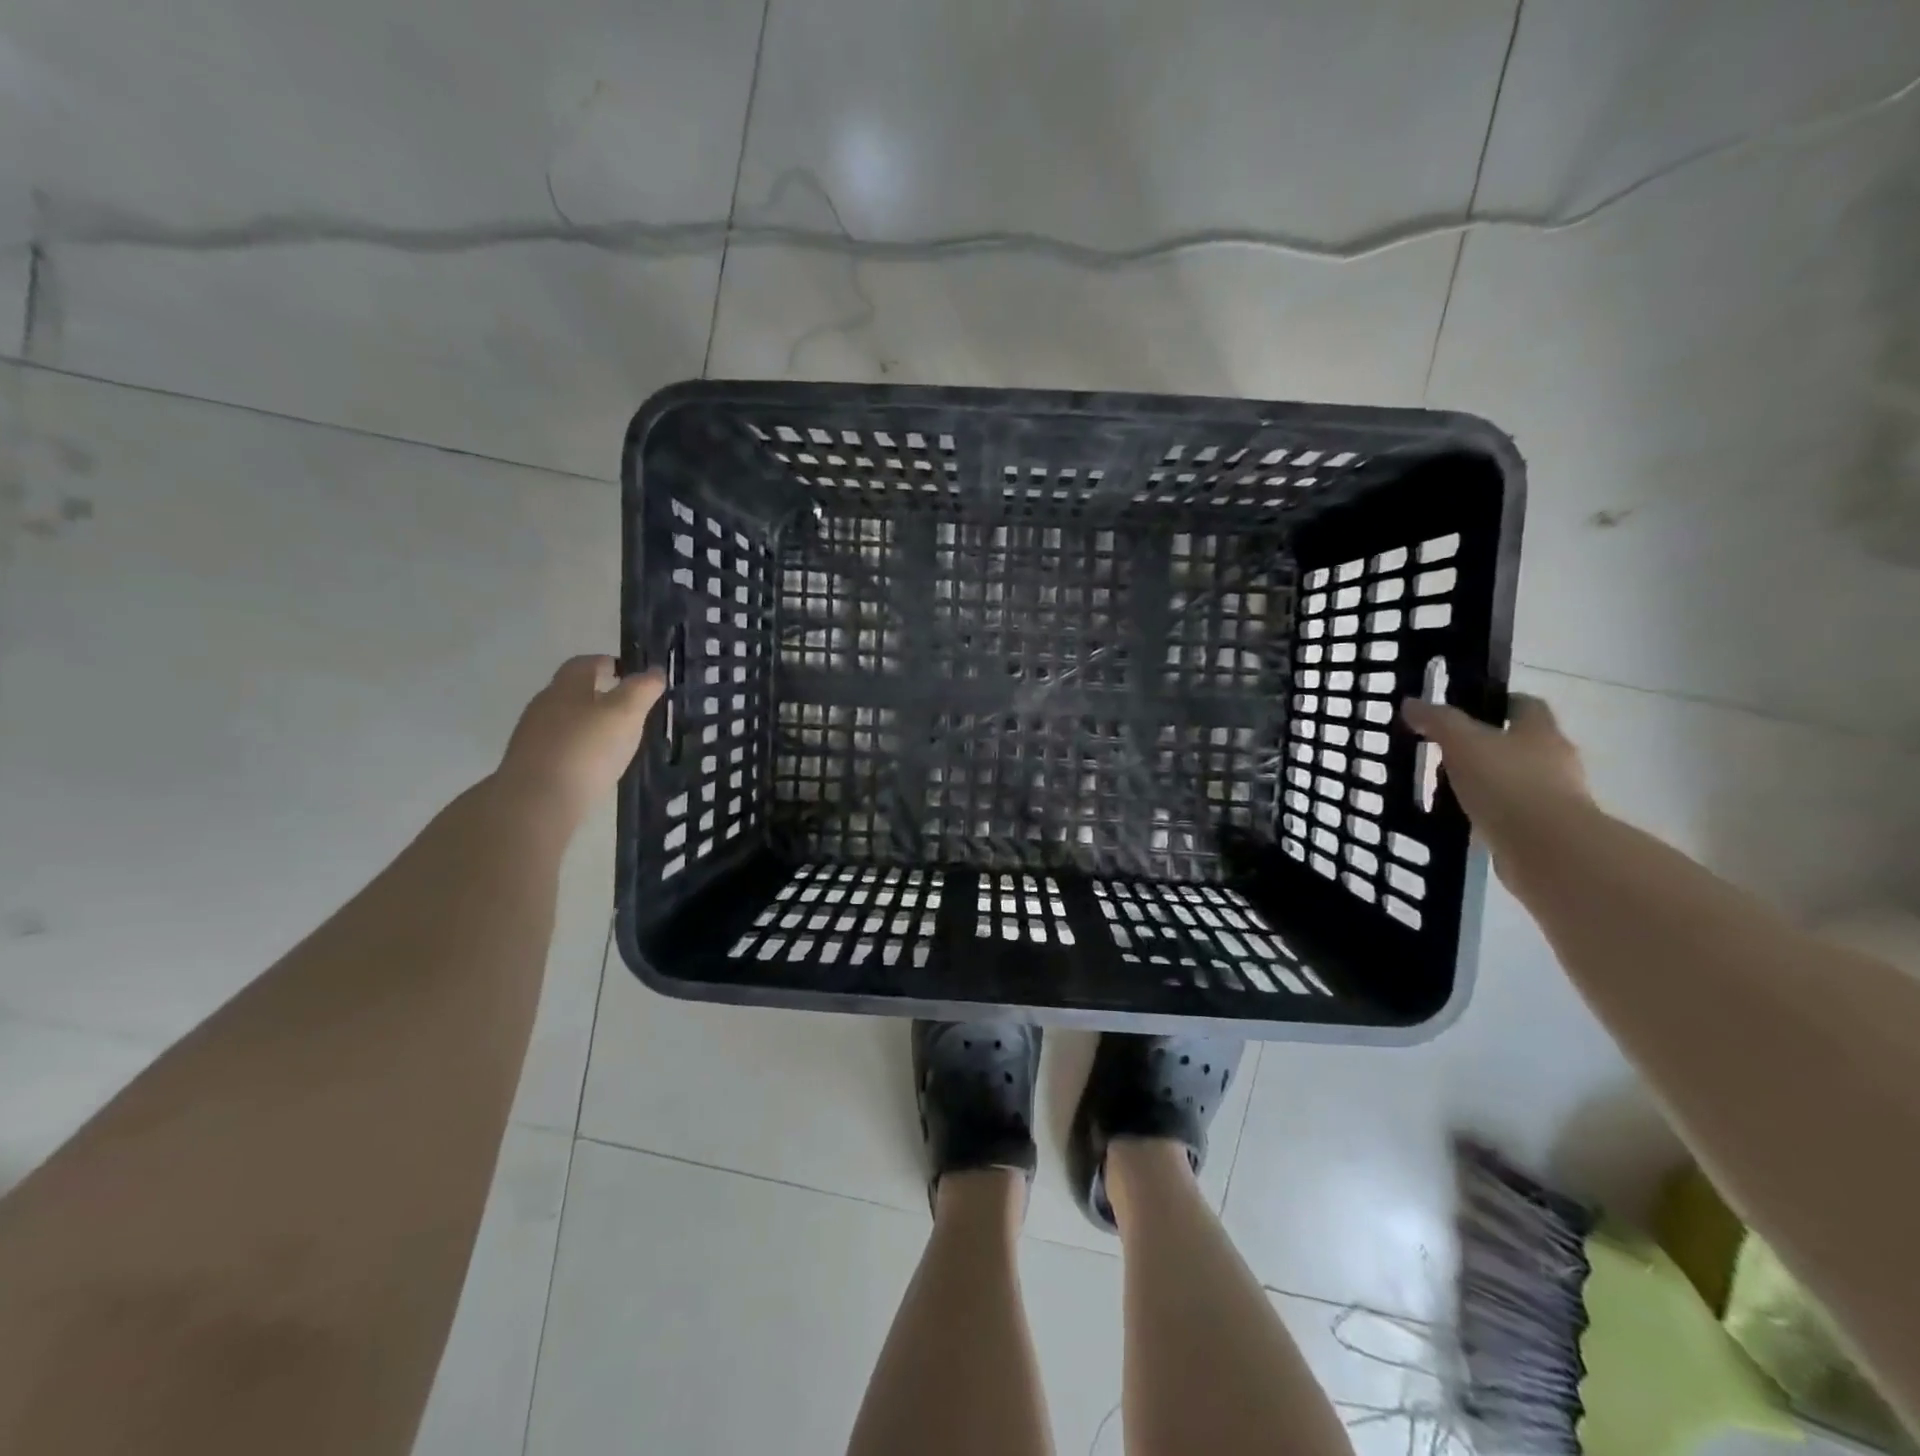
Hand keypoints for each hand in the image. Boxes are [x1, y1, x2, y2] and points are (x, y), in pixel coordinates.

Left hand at [497, 656, 664, 824]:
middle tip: (628, 707)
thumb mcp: (625, 714)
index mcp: (566, 686)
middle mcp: (544, 704)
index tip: (628, 673)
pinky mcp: (530, 764)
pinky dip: (579, 747)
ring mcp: (532, 735)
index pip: (585, 663)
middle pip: (573, 690)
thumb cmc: (587, 749)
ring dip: (588, 722)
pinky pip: (560, 746)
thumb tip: (654, 671)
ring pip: (565, 719)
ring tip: (616, 738)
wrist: (537, 801)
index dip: (607, 663)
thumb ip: (642, 689)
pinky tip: (594, 764)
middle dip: (599, 693)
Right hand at [1401, 694, 1593, 858]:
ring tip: (1452, 788)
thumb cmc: (1506, 783)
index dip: (1497, 703)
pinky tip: (1465, 818)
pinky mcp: (1547, 829)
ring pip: (1518, 779)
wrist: (1546, 848)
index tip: (1467, 710)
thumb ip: (1438, 721)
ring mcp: (1556, 797)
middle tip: (1450, 750)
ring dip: (1491, 781)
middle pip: (1523, 743)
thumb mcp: (1462, 743)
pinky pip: (1514, 812)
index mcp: (1540, 731)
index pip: (1525, 705)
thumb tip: (1411, 703)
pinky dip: (1492, 812)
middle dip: (1490, 745)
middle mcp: (1556, 759)